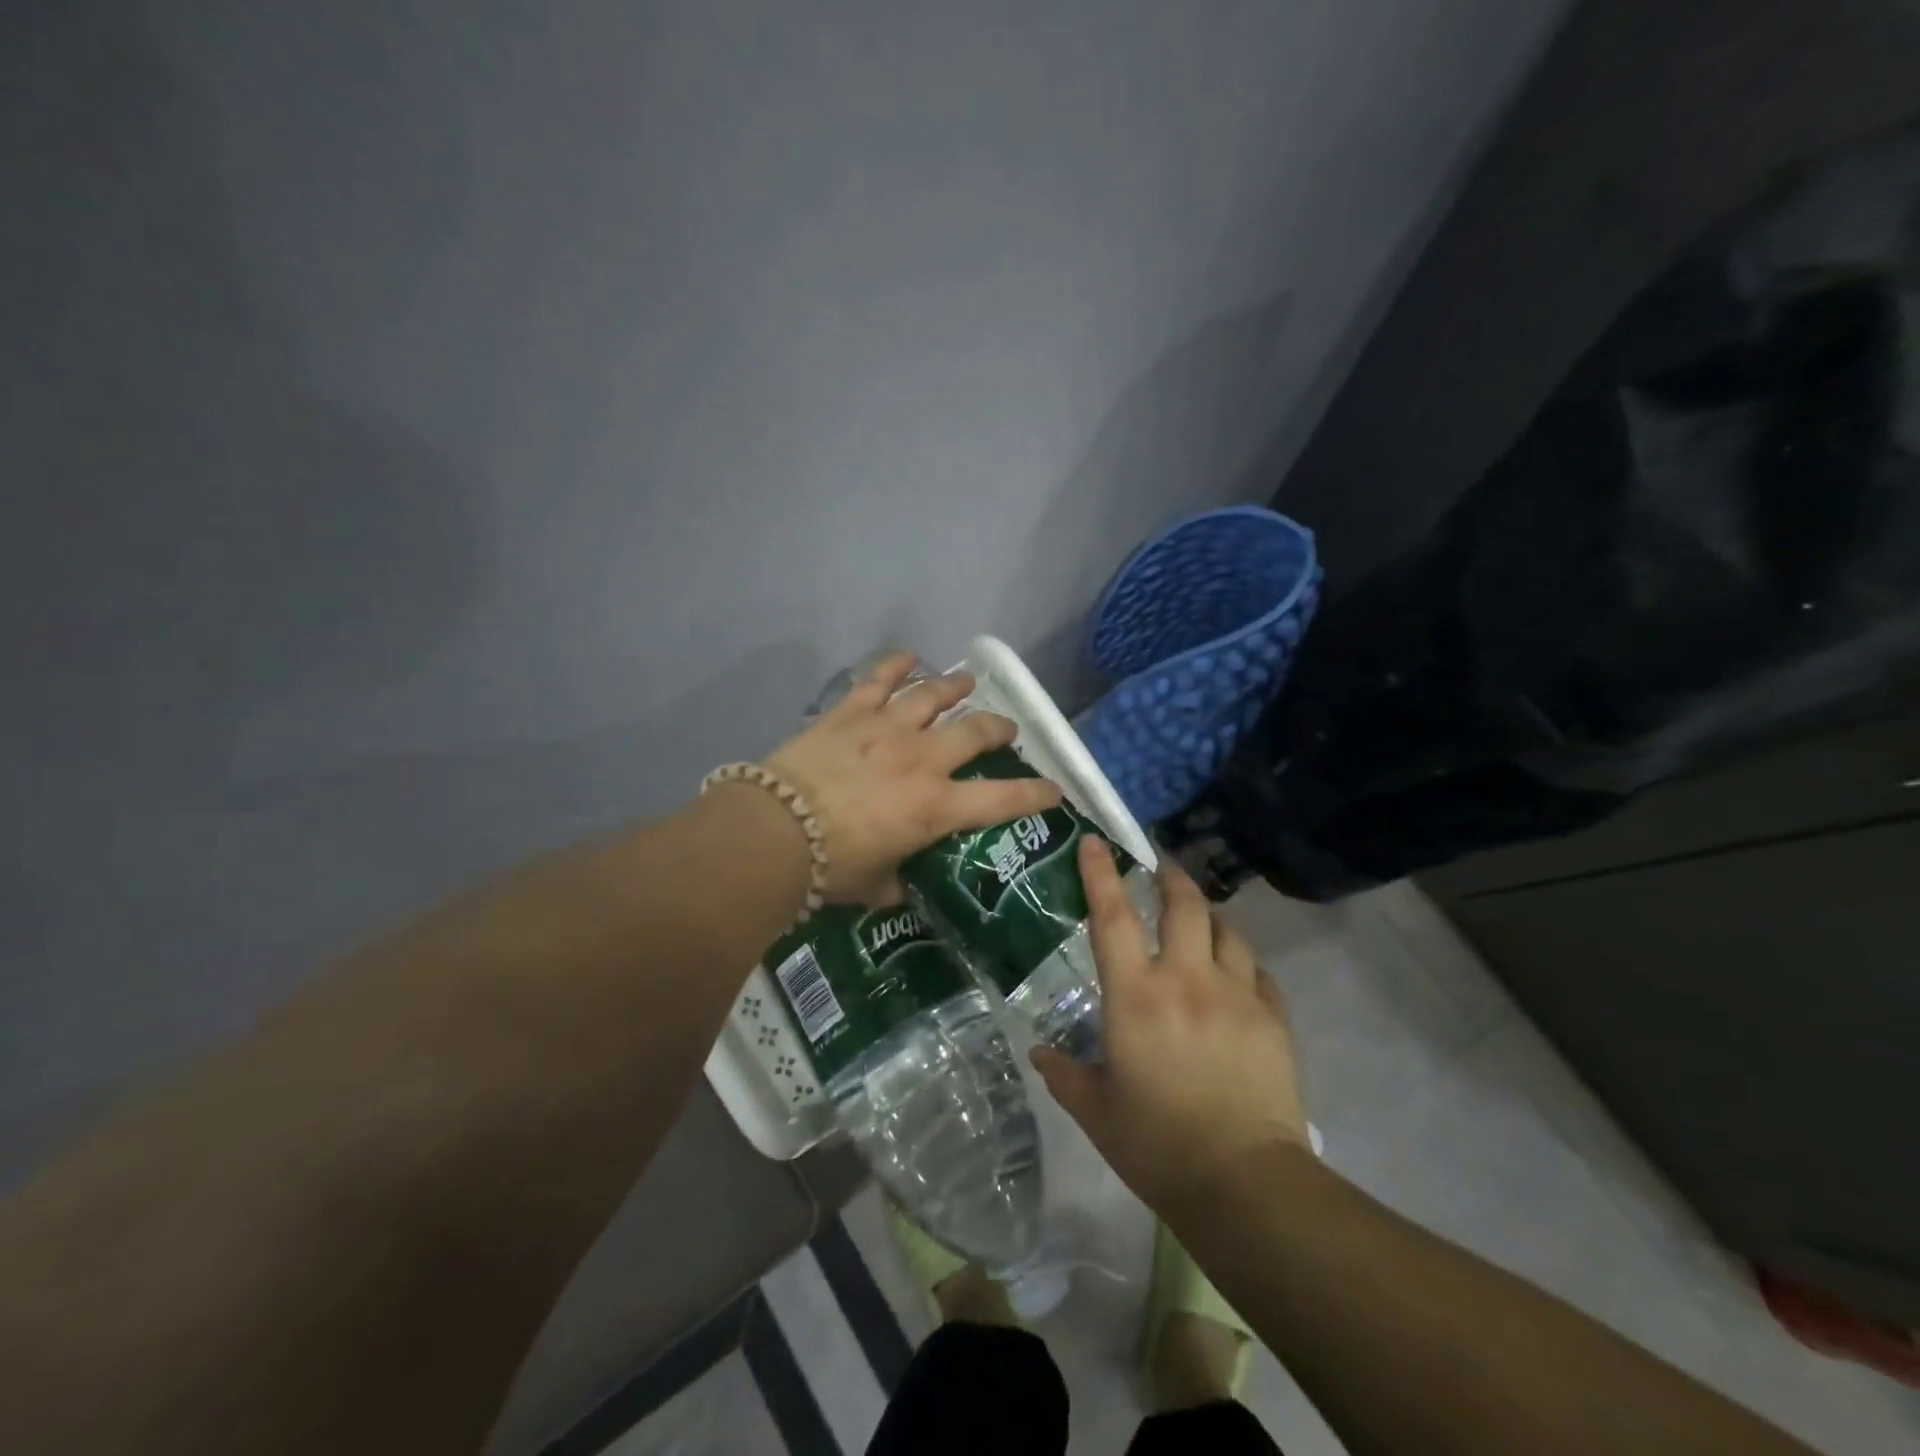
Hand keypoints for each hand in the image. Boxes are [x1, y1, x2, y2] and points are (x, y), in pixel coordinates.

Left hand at [764, 650, 1062, 903]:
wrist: (774, 831)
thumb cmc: (831, 867)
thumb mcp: (876, 886)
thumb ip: (898, 881)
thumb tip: (903, 884)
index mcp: (936, 807)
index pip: (1004, 799)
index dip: (1036, 794)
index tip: (1054, 791)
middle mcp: (922, 760)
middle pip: (976, 731)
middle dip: (998, 728)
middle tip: (1005, 729)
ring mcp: (887, 729)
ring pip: (933, 695)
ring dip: (955, 687)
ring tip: (967, 682)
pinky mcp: (851, 712)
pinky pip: (878, 679)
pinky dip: (895, 665)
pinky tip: (908, 655)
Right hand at [1030, 838, 1310, 1212]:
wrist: (1245, 1184)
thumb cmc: (1157, 1146)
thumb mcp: (1097, 1112)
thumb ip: (1065, 1075)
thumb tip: (1041, 1053)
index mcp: (1136, 997)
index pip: (1112, 918)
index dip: (1101, 874)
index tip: (1095, 842)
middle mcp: (1186, 981)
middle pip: (1183, 906)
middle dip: (1170, 878)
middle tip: (1160, 869)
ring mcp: (1236, 996)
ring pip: (1227, 932)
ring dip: (1209, 918)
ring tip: (1200, 921)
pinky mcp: (1273, 1019)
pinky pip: (1258, 974)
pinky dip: (1243, 965)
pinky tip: (1238, 977)